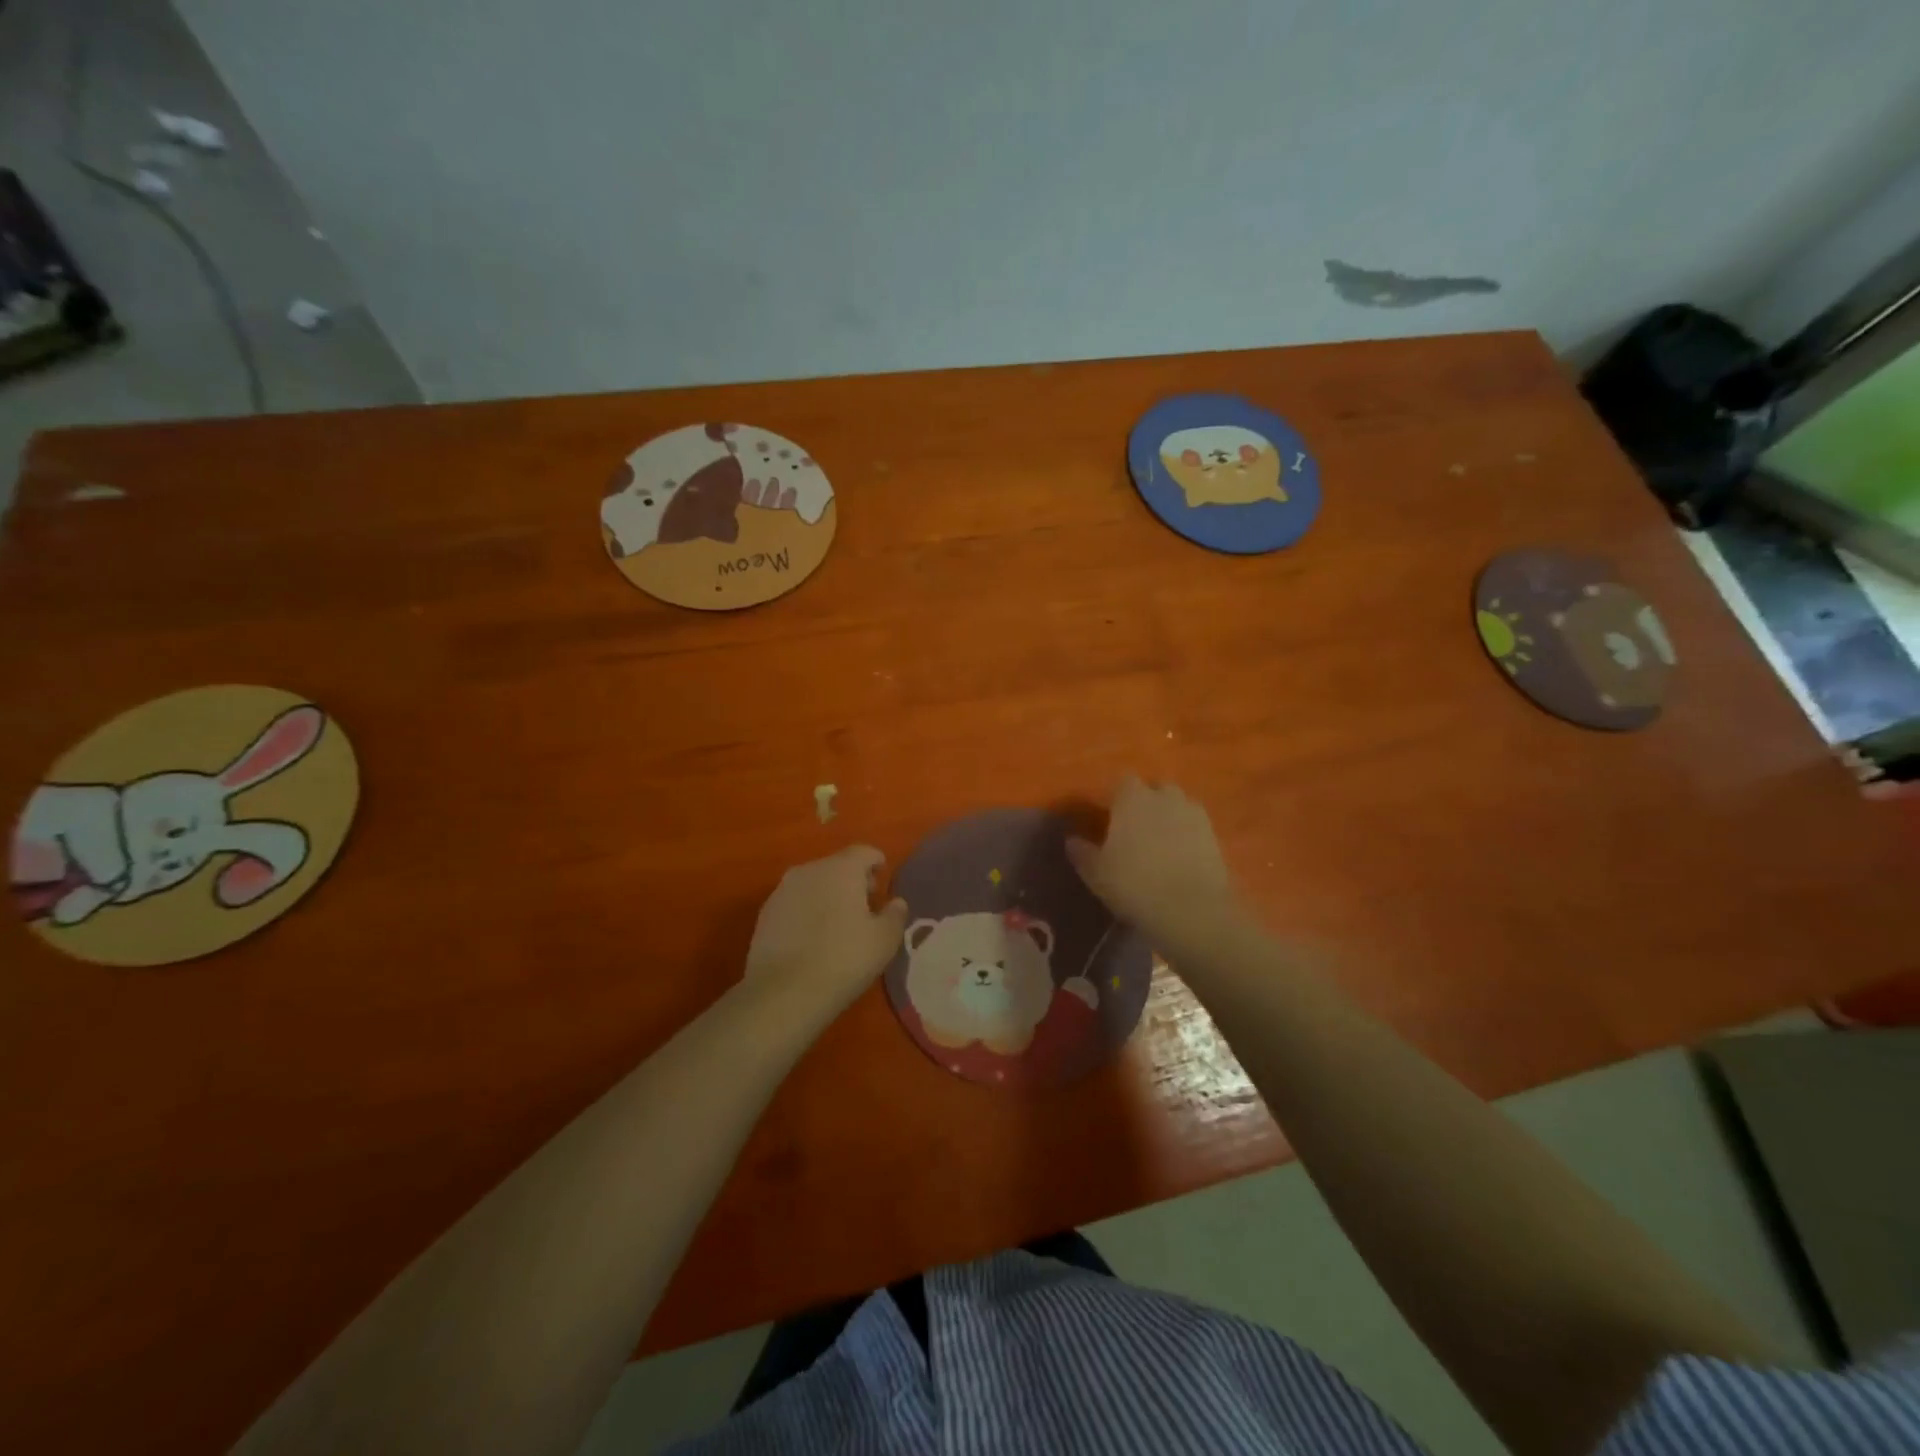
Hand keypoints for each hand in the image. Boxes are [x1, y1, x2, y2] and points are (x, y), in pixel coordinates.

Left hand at [744, 845, 908, 1017]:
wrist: (783, 993)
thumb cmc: (844, 959)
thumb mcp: (884, 941)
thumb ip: (895, 914)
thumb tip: (896, 902)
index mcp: (841, 869)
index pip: (864, 852)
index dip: (877, 863)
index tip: (884, 882)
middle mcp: (809, 870)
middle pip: (837, 865)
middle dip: (853, 880)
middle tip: (866, 907)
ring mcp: (782, 890)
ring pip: (813, 883)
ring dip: (828, 895)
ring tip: (838, 925)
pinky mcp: (765, 913)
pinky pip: (795, 902)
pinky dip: (807, 911)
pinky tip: (812, 938)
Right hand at [1067, 775, 1238, 946]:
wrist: (1192, 911)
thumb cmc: (1134, 884)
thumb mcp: (1096, 873)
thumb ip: (1082, 852)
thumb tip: (1071, 840)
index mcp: (1132, 798)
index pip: (1122, 782)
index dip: (1115, 798)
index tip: (1108, 817)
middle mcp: (1165, 798)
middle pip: (1155, 789)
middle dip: (1146, 803)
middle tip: (1134, 829)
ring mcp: (1194, 816)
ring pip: (1178, 807)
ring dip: (1169, 818)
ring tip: (1158, 844)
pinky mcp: (1216, 837)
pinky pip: (1195, 828)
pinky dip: (1187, 837)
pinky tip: (1178, 859)